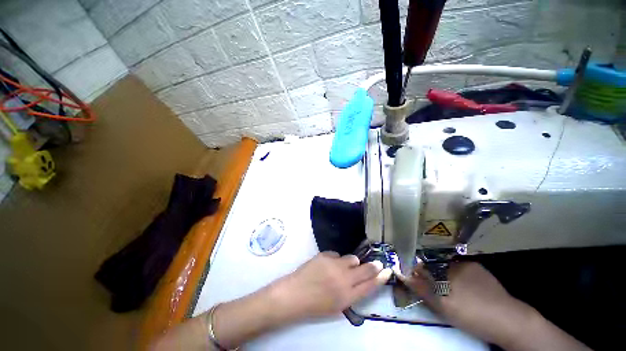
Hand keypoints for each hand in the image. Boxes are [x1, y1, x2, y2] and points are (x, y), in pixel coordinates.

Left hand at [271, 251, 391, 320]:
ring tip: (344, 267)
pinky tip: (328, 265)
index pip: (369, 285)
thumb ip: (351, 293)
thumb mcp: (337, 306)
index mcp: (347, 296)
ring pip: (351, 258)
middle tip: (377, 263)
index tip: (386, 271)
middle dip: (373, 266)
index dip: (380, 278)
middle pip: (365, 269)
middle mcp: (343, 279)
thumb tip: (359, 279)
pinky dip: (336, 259)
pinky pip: (337, 255)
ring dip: (351, 262)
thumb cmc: (315, 305)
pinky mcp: (325, 255)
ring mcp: (334, 265)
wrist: (294, 294)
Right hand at [397, 262, 536, 347]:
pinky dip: (458, 277)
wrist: (510, 321)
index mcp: (448, 267)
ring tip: (447, 291)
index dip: (417, 269)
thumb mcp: (443, 306)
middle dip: (430, 273)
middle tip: (431, 288)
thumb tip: (402, 274)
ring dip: (444, 275)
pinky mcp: (483, 272)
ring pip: (450, 267)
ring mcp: (472, 265)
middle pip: (436, 264)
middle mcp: (458, 262)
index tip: (414, 278)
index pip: (424, 262)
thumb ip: (422, 289)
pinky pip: (463, 271)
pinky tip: (464, 291)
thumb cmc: (472, 314)